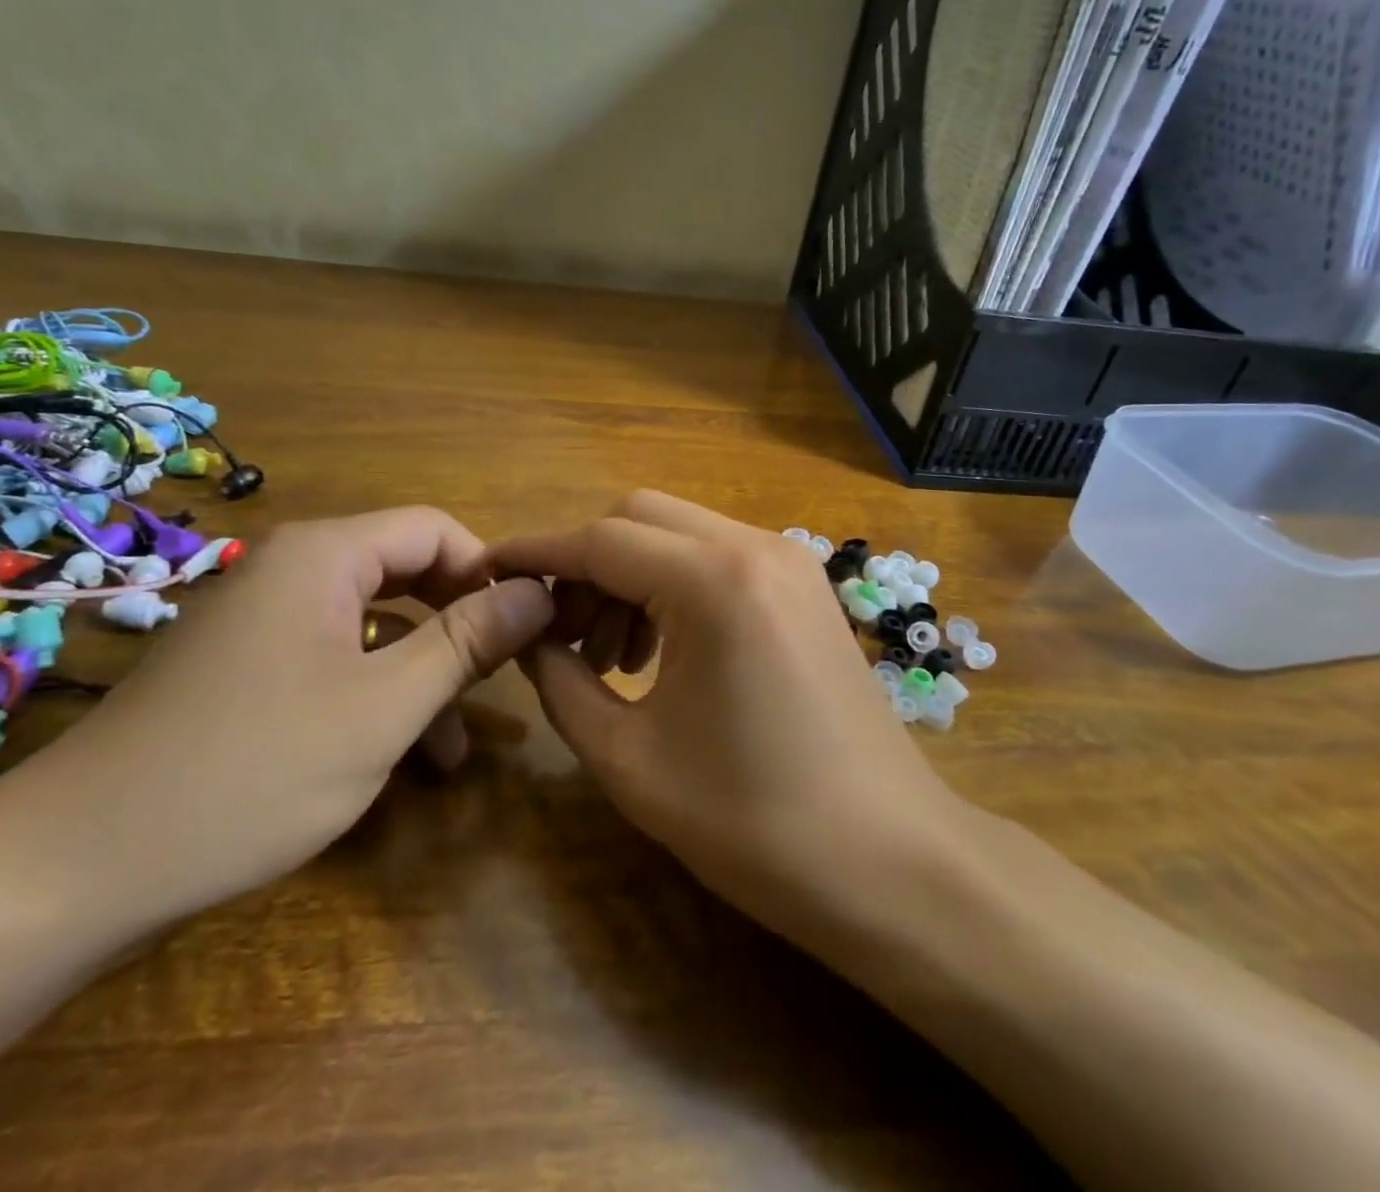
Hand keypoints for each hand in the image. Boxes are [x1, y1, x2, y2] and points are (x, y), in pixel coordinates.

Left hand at [0, 509, 553, 924]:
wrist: (73, 870)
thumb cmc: (252, 770)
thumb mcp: (385, 707)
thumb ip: (469, 641)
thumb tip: (541, 590)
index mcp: (324, 556)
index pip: (435, 528)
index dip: (489, 571)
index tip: (527, 628)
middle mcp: (292, 572)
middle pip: (406, 573)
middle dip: (459, 627)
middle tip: (500, 681)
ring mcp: (262, 623)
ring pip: (372, 626)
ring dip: (421, 675)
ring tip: (454, 748)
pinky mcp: (243, 671)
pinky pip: (332, 661)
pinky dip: (374, 696)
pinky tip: (397, 757)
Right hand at [494, 491, 957, 939]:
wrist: (893, 863)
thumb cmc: (756, 824)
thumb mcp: (630, 760)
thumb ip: (561, 683)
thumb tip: (529, 637)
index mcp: (713, 581)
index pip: (599, 540)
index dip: (535, 553)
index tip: (486, 572)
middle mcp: (756, 547)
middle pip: (639, 517)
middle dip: (584, 563)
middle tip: (558, 634)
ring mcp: (790, 562)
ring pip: (680, 534)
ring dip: (629, 575)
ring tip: (609, 658)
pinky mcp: (805, 587)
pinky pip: (719, 558)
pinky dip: (674, 586)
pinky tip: (661, 652)